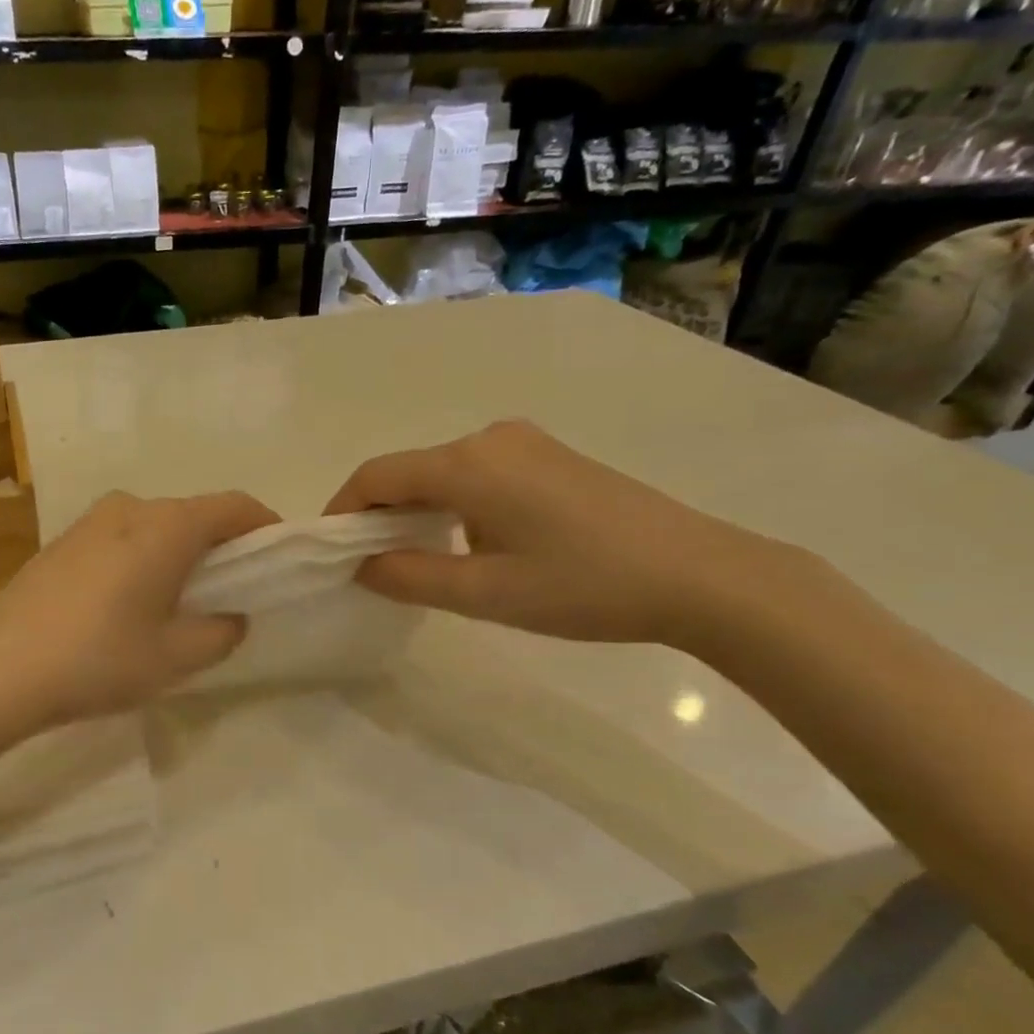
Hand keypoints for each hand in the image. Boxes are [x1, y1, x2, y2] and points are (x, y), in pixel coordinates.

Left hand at [0, 490, 279, 730]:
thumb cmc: (99, 659)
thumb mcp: (176, 657)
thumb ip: (221, 631)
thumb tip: (230, 616)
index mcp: (167, 525)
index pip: (234, 506)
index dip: (264, 526)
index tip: (278, 555)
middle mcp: (129, 508)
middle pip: (192, 514)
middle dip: (220, 545)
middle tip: (232, 590)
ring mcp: (88, 522)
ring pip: (153, 527)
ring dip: (177, 553)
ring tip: (178, 602)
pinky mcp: (60, 544)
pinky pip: (120, 540)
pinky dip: (141, 559)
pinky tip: (128, 604)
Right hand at [325, 420, 788, 645]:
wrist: (703, 575)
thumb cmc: (584, 586)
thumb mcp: (485, 594)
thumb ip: (409, 578)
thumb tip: (360, 565)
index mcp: (467, 465)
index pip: (376, 475)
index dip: (343, 510)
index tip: (330, 550)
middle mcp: (489, 439)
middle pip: (408, 471)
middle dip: (378, 515)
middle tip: (369, 564)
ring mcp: (524, 443)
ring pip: (442, 473)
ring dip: (416, 511)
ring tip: (418, 560)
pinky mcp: (550, 457)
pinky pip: (477, 473)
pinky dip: (452, 504)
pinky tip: (471, 543)